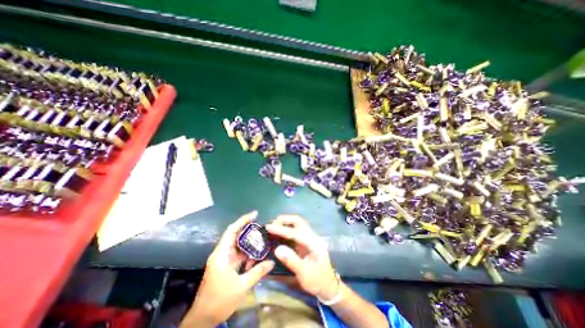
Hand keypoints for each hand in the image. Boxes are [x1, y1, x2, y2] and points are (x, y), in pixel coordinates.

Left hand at [186, 211, 274, 326]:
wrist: (203, 319)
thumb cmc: (220, 300)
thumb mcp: (241, 286)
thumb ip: (257, 272)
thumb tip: (272, 261)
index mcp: (222, 254)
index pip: (232, 230)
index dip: (243, 220)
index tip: (255, 214)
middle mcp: (221, 253)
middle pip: (236, 236)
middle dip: (249, 232)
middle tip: (262, 229)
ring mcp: (223, 260)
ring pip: (238, 246)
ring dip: (249, 246)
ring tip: (261, 245)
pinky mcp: (225, 266)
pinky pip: (237, 255)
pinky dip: (246, 256)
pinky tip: (254, 260)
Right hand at [265, 215, 337, 301]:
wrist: (328, 286)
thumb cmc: (316, 281)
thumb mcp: (303, 273)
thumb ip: (291, 260)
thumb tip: (277, 249)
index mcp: (314, 244)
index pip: (297, 233)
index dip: (282, 229)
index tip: (269, 227)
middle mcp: (313, 237)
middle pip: (299, 222)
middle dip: (285, 220)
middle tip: (272, 223)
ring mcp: (311, 238)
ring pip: (298, 224)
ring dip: (286, 222)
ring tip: (274, 225)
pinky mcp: (307, 241)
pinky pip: (297, 230)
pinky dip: (288, 228)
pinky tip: (280, 231)